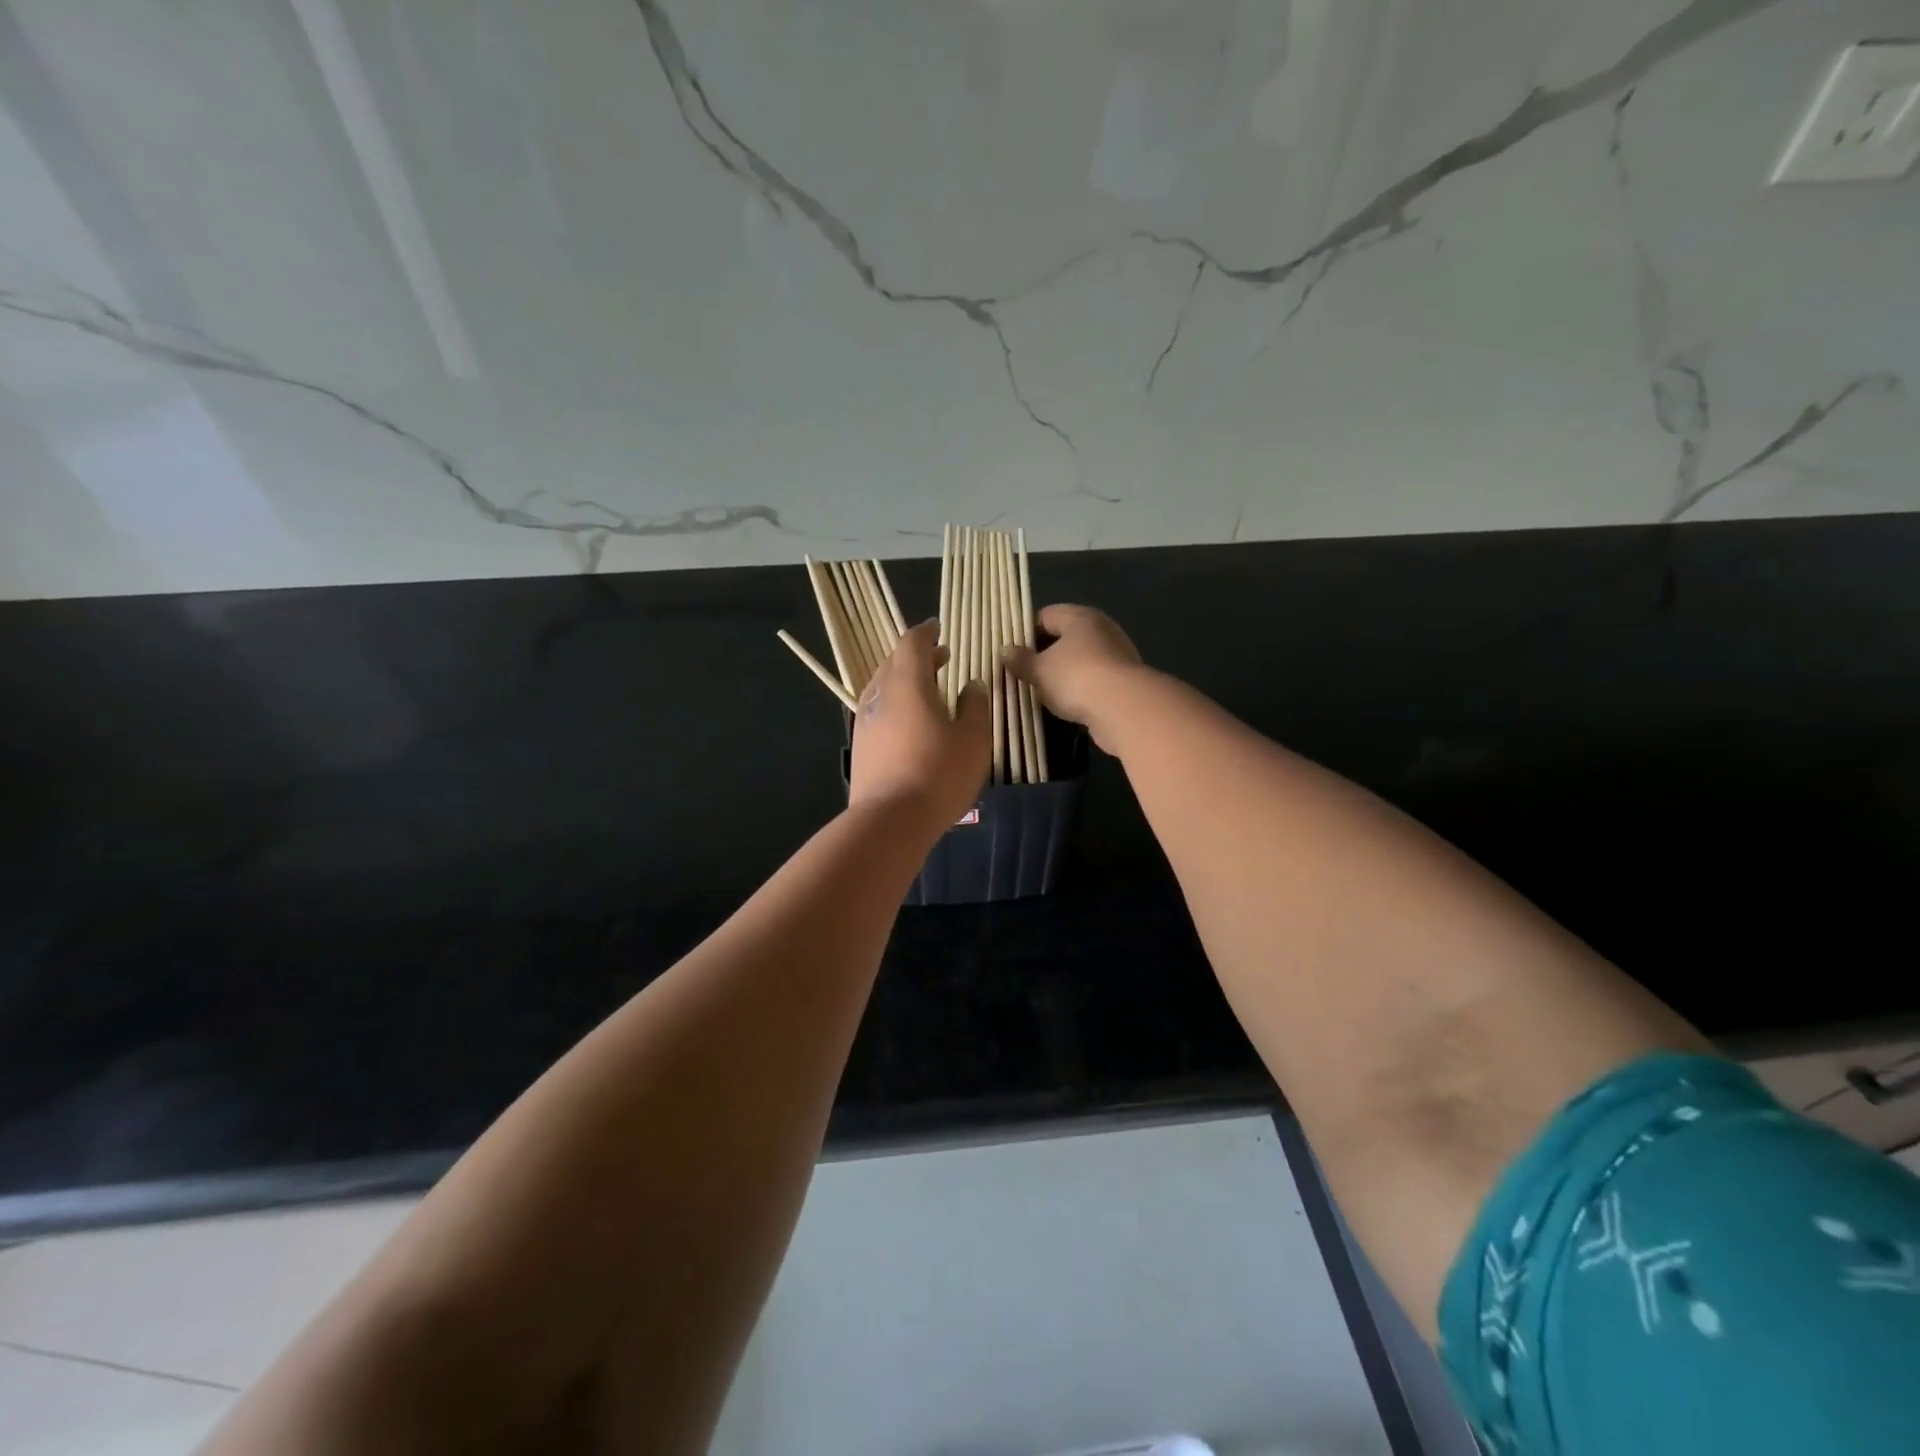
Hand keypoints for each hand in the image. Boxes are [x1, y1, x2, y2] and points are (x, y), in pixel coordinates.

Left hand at [849, 620, 989, 827]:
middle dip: (917, 656)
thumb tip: (972, 684)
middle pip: (894, 663)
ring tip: (929, 690)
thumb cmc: (938, 773)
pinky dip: (896, 705)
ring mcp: (865, 722)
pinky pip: (879, 712)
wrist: (890, 820)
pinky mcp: (861, 747)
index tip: (938, 628)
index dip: (926, 633)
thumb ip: (975, 706)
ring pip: (884, 688)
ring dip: (906, 681)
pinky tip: (912, 723)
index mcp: (907, 683)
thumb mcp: (973, 738)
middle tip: (941, 658)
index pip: (912, 644)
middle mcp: (880, 695)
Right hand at [1004, 604, 1146, 753]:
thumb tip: (1004, 650)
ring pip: (1081, 658)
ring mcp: (1117, 653)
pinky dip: (1081, 686)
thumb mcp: (1039, 670)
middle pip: (1065, 636)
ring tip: (1043, 690)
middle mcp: (1101, 628)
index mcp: (1079, 617)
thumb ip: (1021, 660)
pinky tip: (1069, 702)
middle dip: (1044, 653)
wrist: (1124, 708)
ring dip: (1064, 672)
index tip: (1012, 653)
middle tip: (1024, 672)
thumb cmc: (1076, 678)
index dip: (1025, 632)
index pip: (1046, 615)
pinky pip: (1095, 677)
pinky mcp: (1126, 678)